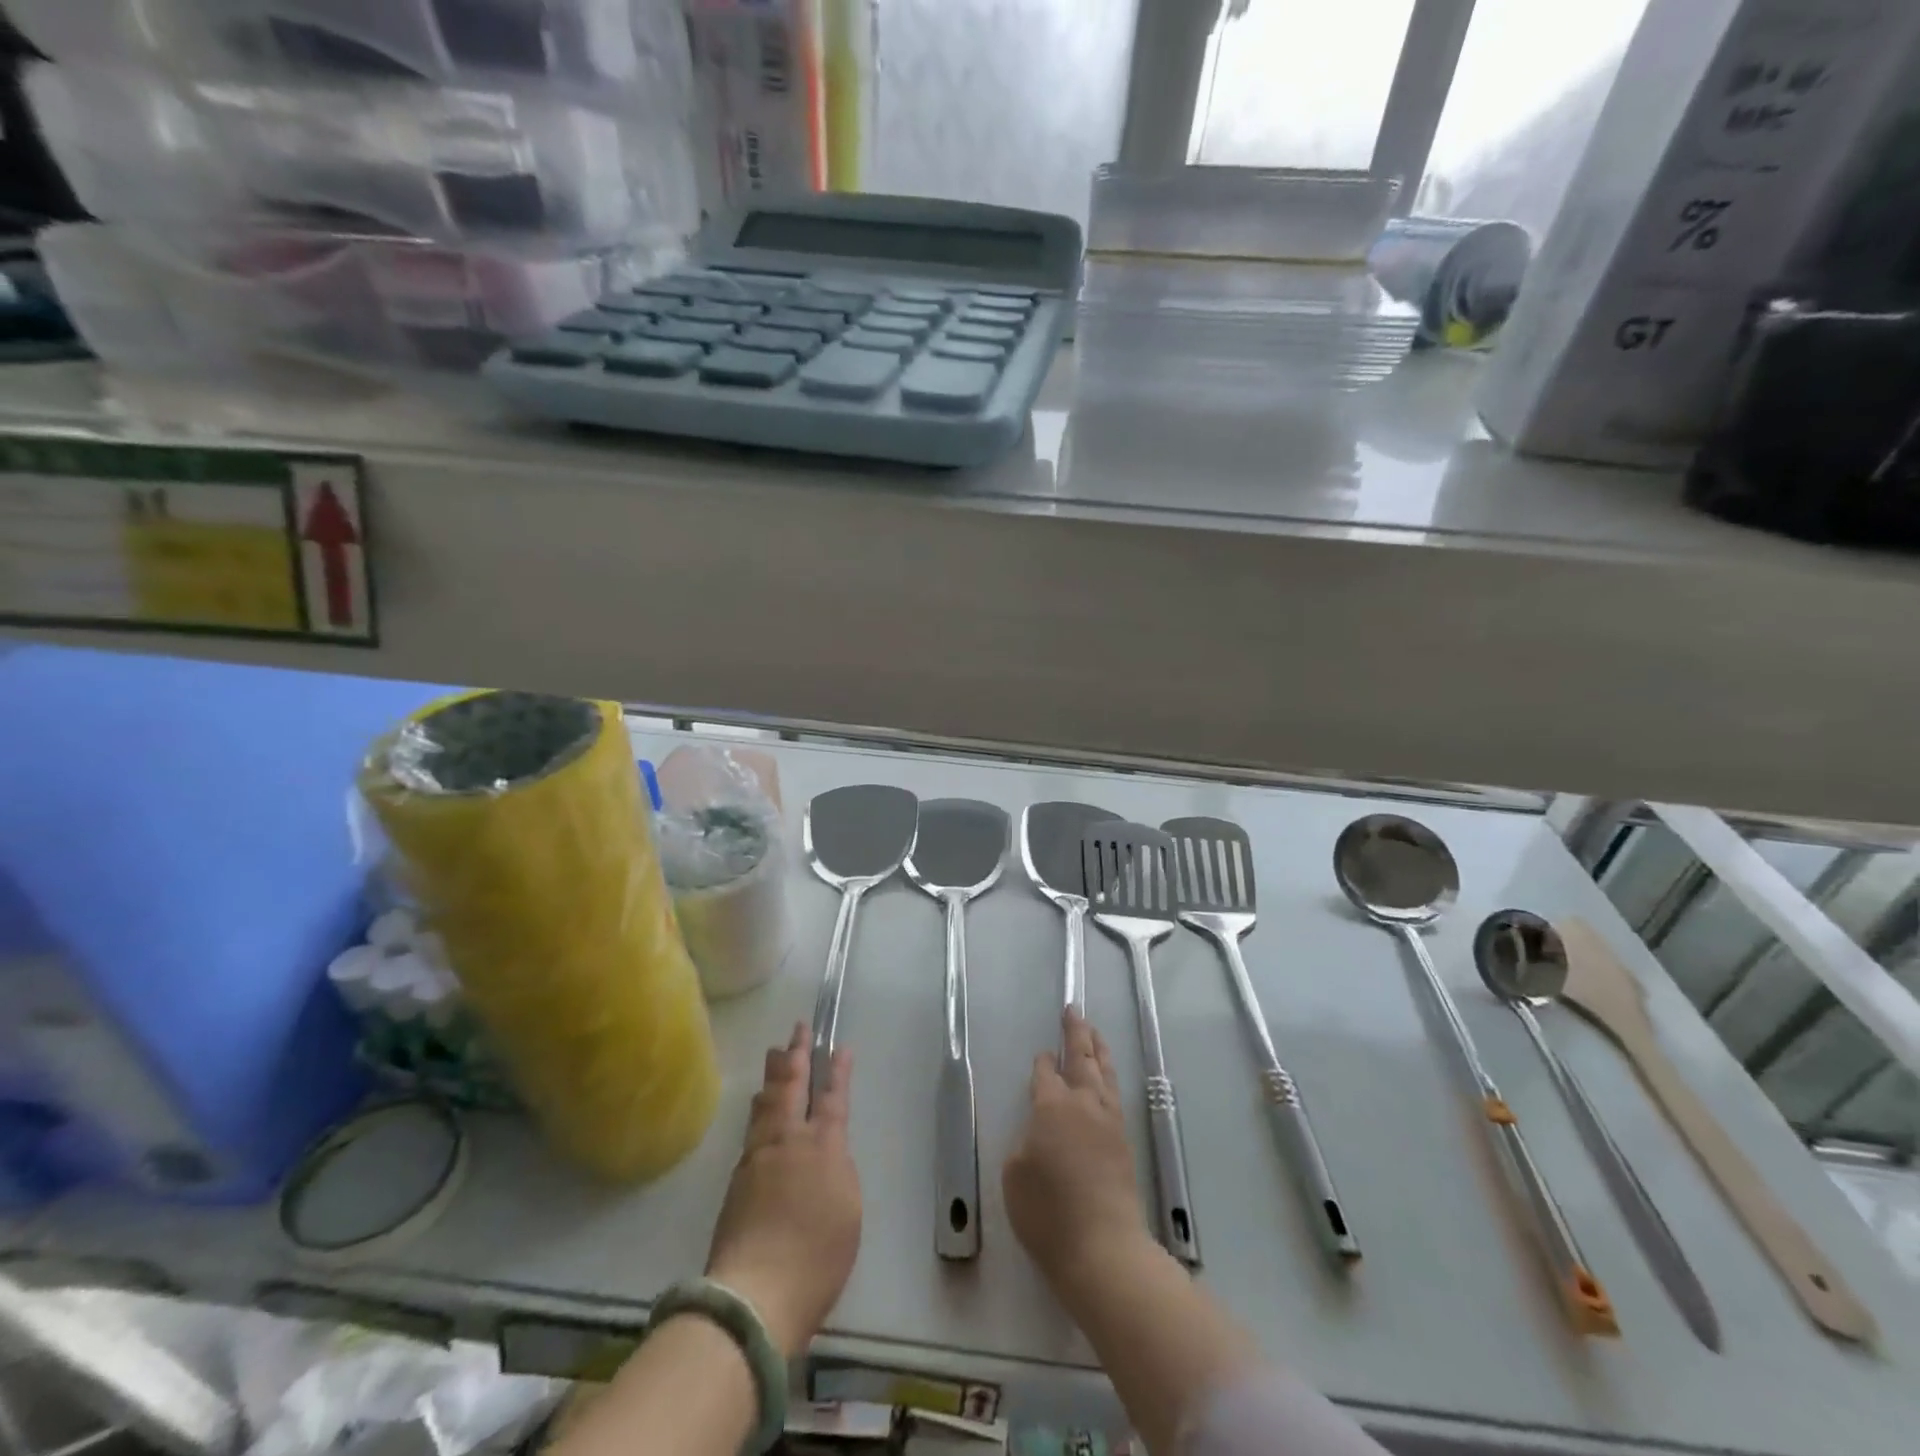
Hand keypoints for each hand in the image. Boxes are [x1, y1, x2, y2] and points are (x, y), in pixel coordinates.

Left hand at [706, 1024, 860, 1357]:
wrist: (756, 1293)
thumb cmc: (817, 1256)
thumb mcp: (848, 1210)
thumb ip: (837, 1171)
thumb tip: (824, 1152)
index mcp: (823, 1147)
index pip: (832, 1098)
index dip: (838, 1072)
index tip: (839, 1047)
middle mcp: (788, 1142)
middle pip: (792, 1088)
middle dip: (797, 1055)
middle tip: (797, 1029)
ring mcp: (757, 1158)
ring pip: (766, 1104)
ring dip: (773, 1077)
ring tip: (774, 1055)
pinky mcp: (736, 1181)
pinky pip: (752, 1128)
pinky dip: (759, 1109)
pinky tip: (758, 1109)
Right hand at [1003, 1011, 1153, 1296]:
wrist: (1103, 1248)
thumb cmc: (1048, 1213)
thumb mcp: (1015, 1175)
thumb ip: (1025, 1142)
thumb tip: (1040, 1132)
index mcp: (1052, 1106)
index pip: (1046, 1073)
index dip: (1042, 1062)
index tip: (1041, 1056)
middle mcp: (1084, 1104)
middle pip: (1082, 1057)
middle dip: (1076, 1032)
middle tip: (1073, 1011)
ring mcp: (1109, 1121)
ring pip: (1104, 1072)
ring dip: (1097, 1049)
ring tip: (1094, 1033)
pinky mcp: (1124, 1142)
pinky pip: (1115, 1094)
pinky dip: (1109, 1076)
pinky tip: (1106, 1080)